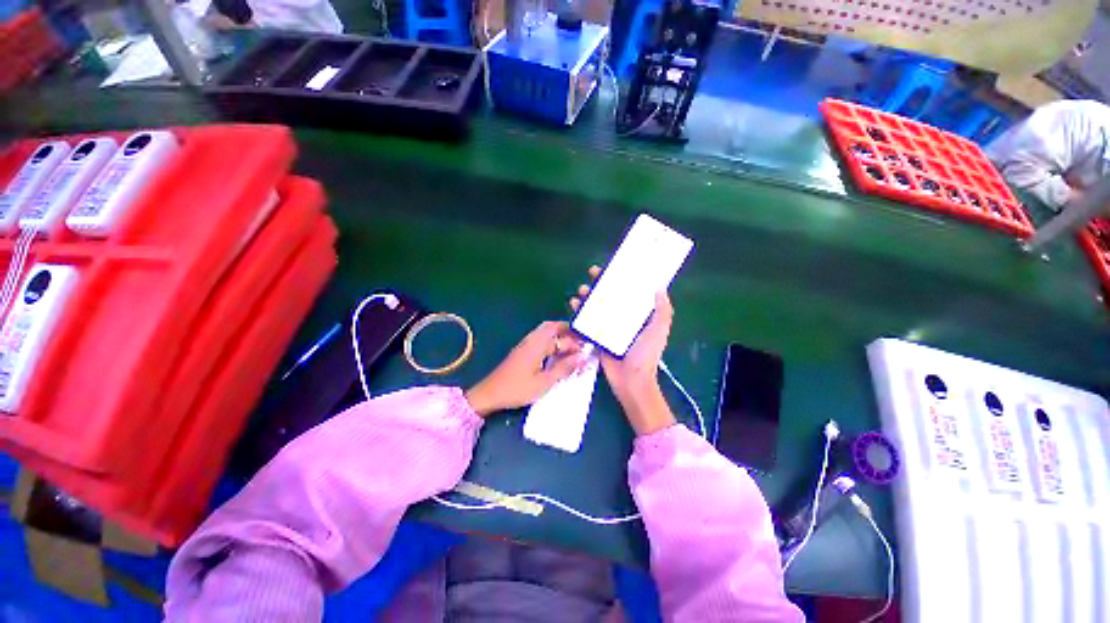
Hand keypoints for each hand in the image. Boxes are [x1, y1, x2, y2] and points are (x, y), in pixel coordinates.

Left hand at [465, 321, 585, 416]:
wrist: (490, 393)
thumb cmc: (518, 389)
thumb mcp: (544, 382)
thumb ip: (564, 368)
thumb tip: (581, 357)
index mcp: (538, 345)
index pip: (561, 337)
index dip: (575, 342)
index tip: (585, 350)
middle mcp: (531, 340)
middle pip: (551, 327)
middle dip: (567, 331)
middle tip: (579, 342)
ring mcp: (525, 344)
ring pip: (545, 332)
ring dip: (559, 336)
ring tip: (571, 348)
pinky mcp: (522, 351)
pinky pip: (540, 339)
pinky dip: (551, 342)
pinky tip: (555, 354)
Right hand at [570, 266, 676, 434]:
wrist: (631, 380)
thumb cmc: (646, 354)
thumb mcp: (659, 330)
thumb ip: (662, 310)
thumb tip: (660, 287)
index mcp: (638, 315)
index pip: (628, 291)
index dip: (620, 278)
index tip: (613, 267)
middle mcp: (622, 318)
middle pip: (609, 296)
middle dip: (600, 284)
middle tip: (592, 275)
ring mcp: (608, 328)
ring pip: (595, 307)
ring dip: (587, 296)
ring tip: (580, 291)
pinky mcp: (596, 337)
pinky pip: (586, 322)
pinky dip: (579, 313)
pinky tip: (573, 306)